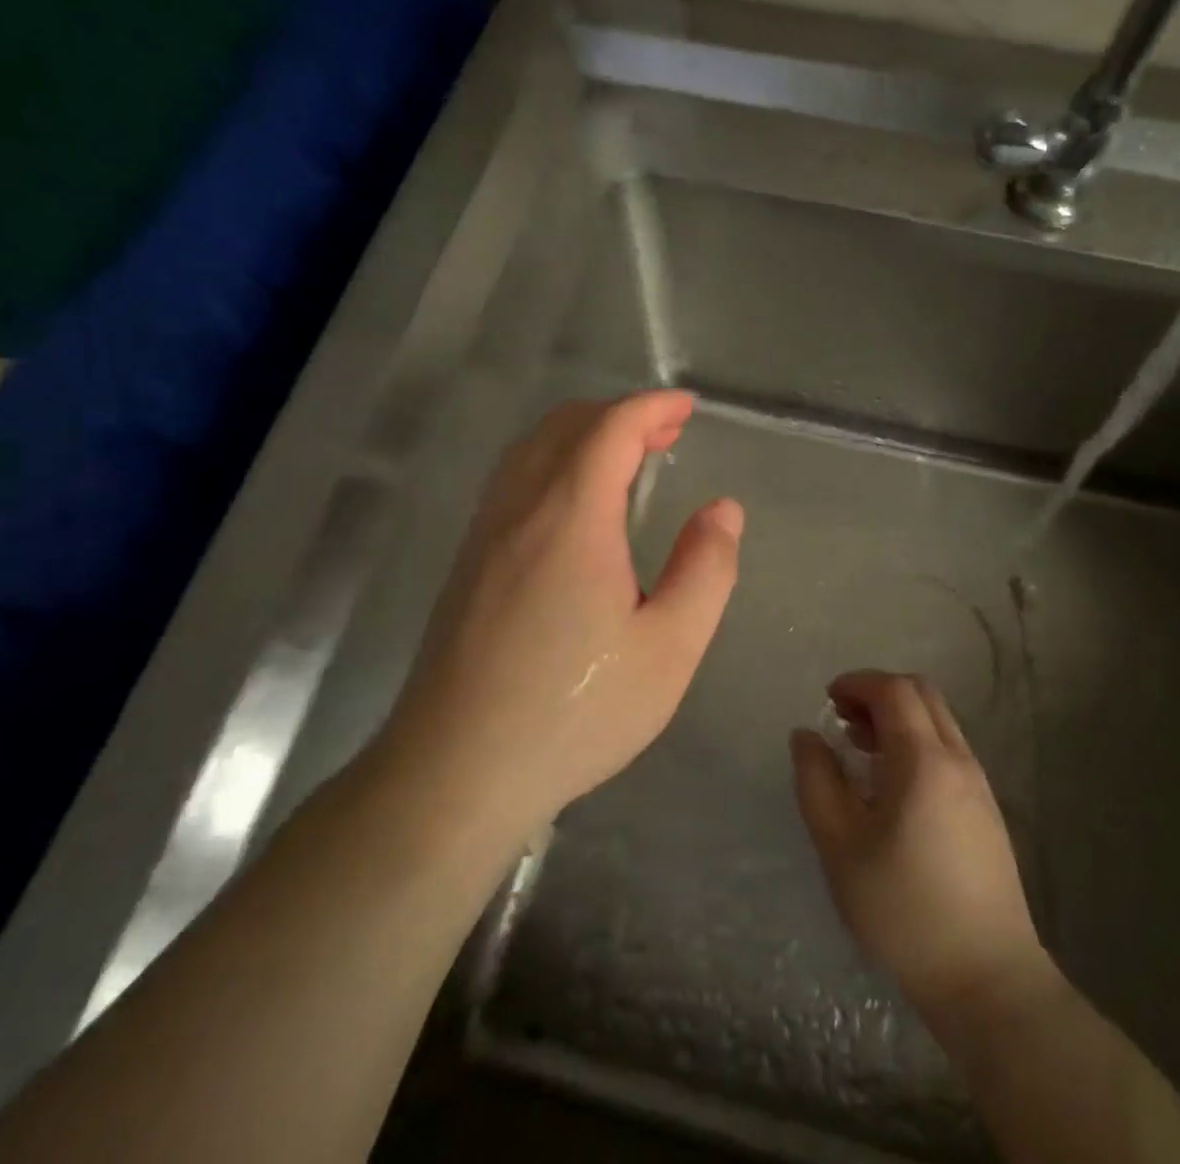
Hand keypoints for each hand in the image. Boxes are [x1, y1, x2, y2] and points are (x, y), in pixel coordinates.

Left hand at [379, 390, 742, 840]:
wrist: (456, 772)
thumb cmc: (574, 713)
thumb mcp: (669, 650)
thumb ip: (705, 570)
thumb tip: (723, 510)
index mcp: (572, 517)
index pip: (611, 428)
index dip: (652, 407)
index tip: (687, 408)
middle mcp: (520, 509)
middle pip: (566, 425)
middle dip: (620, 415)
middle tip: (666, 436)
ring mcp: (485, 533)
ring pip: (532, 449)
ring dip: (583, 435)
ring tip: (626, 461)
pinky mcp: (467, 562)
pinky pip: (513, 480)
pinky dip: (553, 462)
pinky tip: (575, 505)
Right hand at [791, 671, 1047, 1027]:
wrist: (986, 979)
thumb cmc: (903, 909)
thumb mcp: (840, 845)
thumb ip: (816, 781)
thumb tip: (806, 736)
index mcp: (924, 760)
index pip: (894, 690)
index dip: (857, 683)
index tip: (827, 700)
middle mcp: (958, 760)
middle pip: (921, 695)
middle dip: (878, 694)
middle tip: (842, 719)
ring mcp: (979, 785)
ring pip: (937, 722)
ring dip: (897, 719)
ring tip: (860, 749)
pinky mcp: (986, 811)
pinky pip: (948, 751)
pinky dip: (915, 743)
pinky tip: (891, 785)